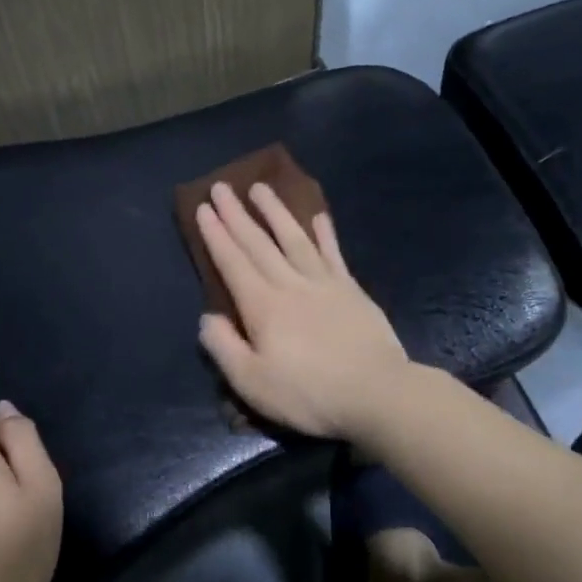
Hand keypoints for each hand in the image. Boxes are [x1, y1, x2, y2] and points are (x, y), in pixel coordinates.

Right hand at [194, 181, 412, 440]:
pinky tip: (318, 216)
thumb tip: (207, 317)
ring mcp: (324, 283)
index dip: (216, 235)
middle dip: (237, 215)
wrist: (377, 394)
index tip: (204, 207)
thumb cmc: (309, 394)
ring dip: (276, 211)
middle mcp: (290, 284)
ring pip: (294, 238)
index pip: (233, 262)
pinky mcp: (351, 290)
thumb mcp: (253, 383)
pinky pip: (333, 253)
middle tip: (222, 186)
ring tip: (261, 187)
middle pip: (259, 243)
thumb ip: (224, 347)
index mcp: (263, 306)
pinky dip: (324, 233)